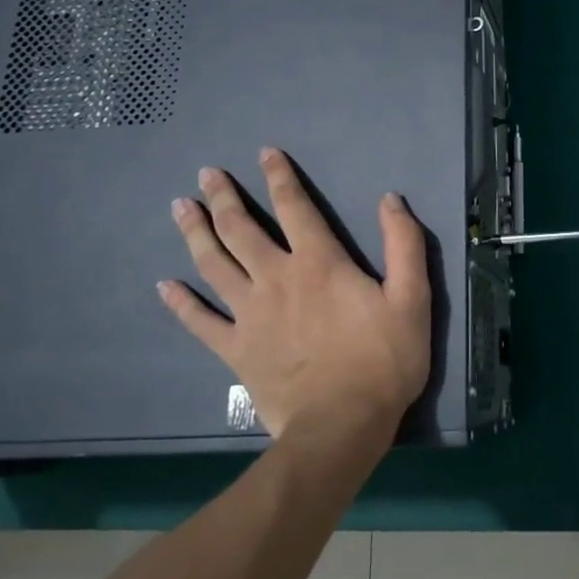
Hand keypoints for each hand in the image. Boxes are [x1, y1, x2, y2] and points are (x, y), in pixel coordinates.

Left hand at [157, 148, 431, 440]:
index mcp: (319, 263)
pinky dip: (181, 303)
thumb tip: (390, 199)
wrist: (341, 426)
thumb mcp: (412, 298)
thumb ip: (404, 244)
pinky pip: (201, 322)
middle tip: (205, 173)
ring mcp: (249, 314)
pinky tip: (165, 286)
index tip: (264, 153)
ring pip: (214, 264)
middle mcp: (276, 278)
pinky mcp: (235, 350)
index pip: (295, 207)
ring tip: (179, 208)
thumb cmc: (383, 360)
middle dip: (224, 197)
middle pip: (242, 229)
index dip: (279, 177)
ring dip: (196, 233)